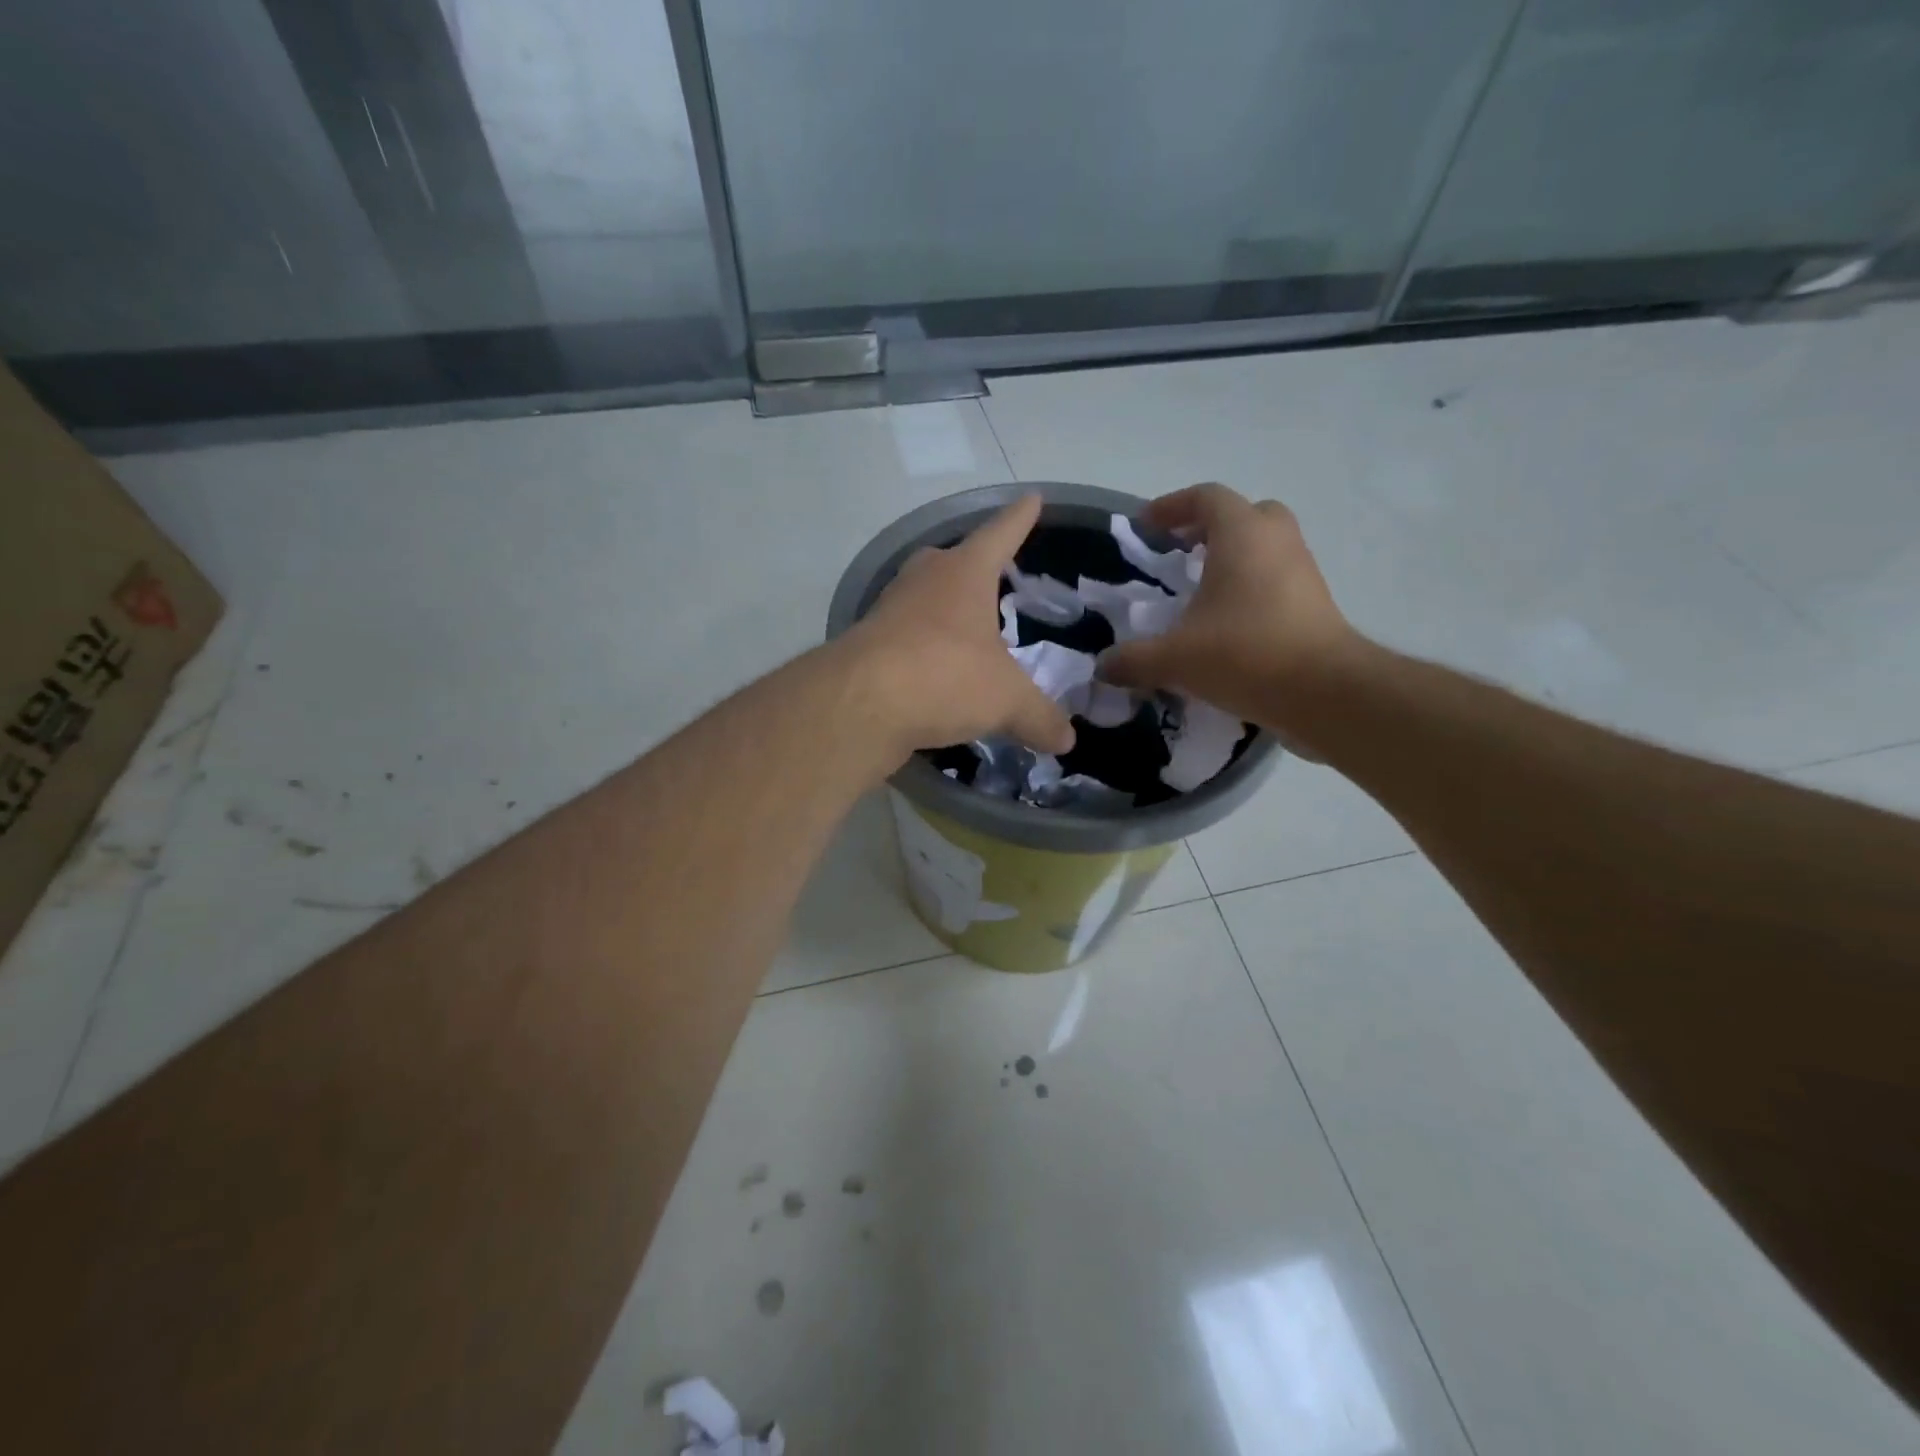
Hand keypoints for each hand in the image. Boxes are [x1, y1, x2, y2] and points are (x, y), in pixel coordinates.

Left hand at [841, 494, 1076, 762]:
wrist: (860, 702)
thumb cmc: (946, 676)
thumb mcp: (1007, 700)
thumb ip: (1039, 717)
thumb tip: (1066, 739)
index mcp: (964, 573)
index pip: (1000, 534)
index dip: (1019, 519)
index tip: (1031, 498)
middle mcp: (924, 581)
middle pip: (950, 562)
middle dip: (969, 567)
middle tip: (989, 577)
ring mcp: (889, 610)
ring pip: (922, 600)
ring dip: (941, 612)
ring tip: (962, 632)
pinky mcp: (866, 644)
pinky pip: (903, 639)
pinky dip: (921, 651)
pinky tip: (933, 672)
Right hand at [1097, 483, 1364, 739]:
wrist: (1324, 692)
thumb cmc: (1245, 654)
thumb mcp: (1174, 659)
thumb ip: (1132, 660)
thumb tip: (1102, 667)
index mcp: (1242, 535)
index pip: (1206, 497)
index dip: (1172, 506)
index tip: (1146, 527)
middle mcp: (1277, 542)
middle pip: (1246, 515)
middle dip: (1211, 528)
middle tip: (1183, 554)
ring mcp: (1303, 572)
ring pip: (1266, 549)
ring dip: (1234, 561)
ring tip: (1201, 595)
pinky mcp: (1316, 604)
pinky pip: (1278, 581)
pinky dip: (1251, 590)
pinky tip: (1227, 627)